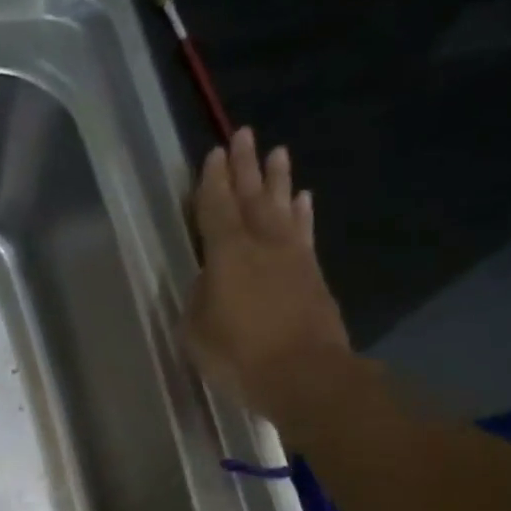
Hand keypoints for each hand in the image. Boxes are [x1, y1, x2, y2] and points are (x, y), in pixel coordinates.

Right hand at [186, 127, 351, 428]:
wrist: (305, 375)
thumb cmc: (240, 356)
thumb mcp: (197, 333)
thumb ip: (198, 299)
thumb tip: (207, 280)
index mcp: (227, 254)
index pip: (216, 207)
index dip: (212, 181)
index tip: (214, 153)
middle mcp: (262, 244)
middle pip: (251, 197)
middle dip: (246, 166)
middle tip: (244, 134)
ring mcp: (293, 257)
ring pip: (282, 207)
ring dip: (278, 180)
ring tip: (278, 153)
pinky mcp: (313, 275)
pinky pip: (304, 232)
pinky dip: (302, 213)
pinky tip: (303, 200)